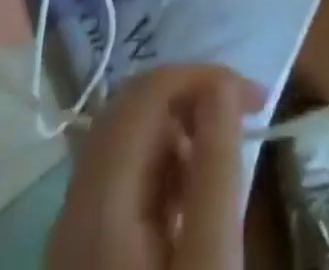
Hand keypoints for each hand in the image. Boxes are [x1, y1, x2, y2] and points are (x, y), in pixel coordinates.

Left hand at [49, 66, 263, 269]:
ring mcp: (72, 234)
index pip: (146, 93)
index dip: (203, 77)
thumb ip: (215, 169)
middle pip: (130, 109)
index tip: (255, 98)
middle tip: (242, 117)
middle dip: (190, 97)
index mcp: (99, 200)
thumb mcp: (210, 262)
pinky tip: (193, 200)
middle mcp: (74, 206)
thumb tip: (221, 85)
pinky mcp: (83, 257)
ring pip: (125, 141)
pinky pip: (121, 179)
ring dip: (178, 130)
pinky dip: (162, 166)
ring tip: (223, 163)